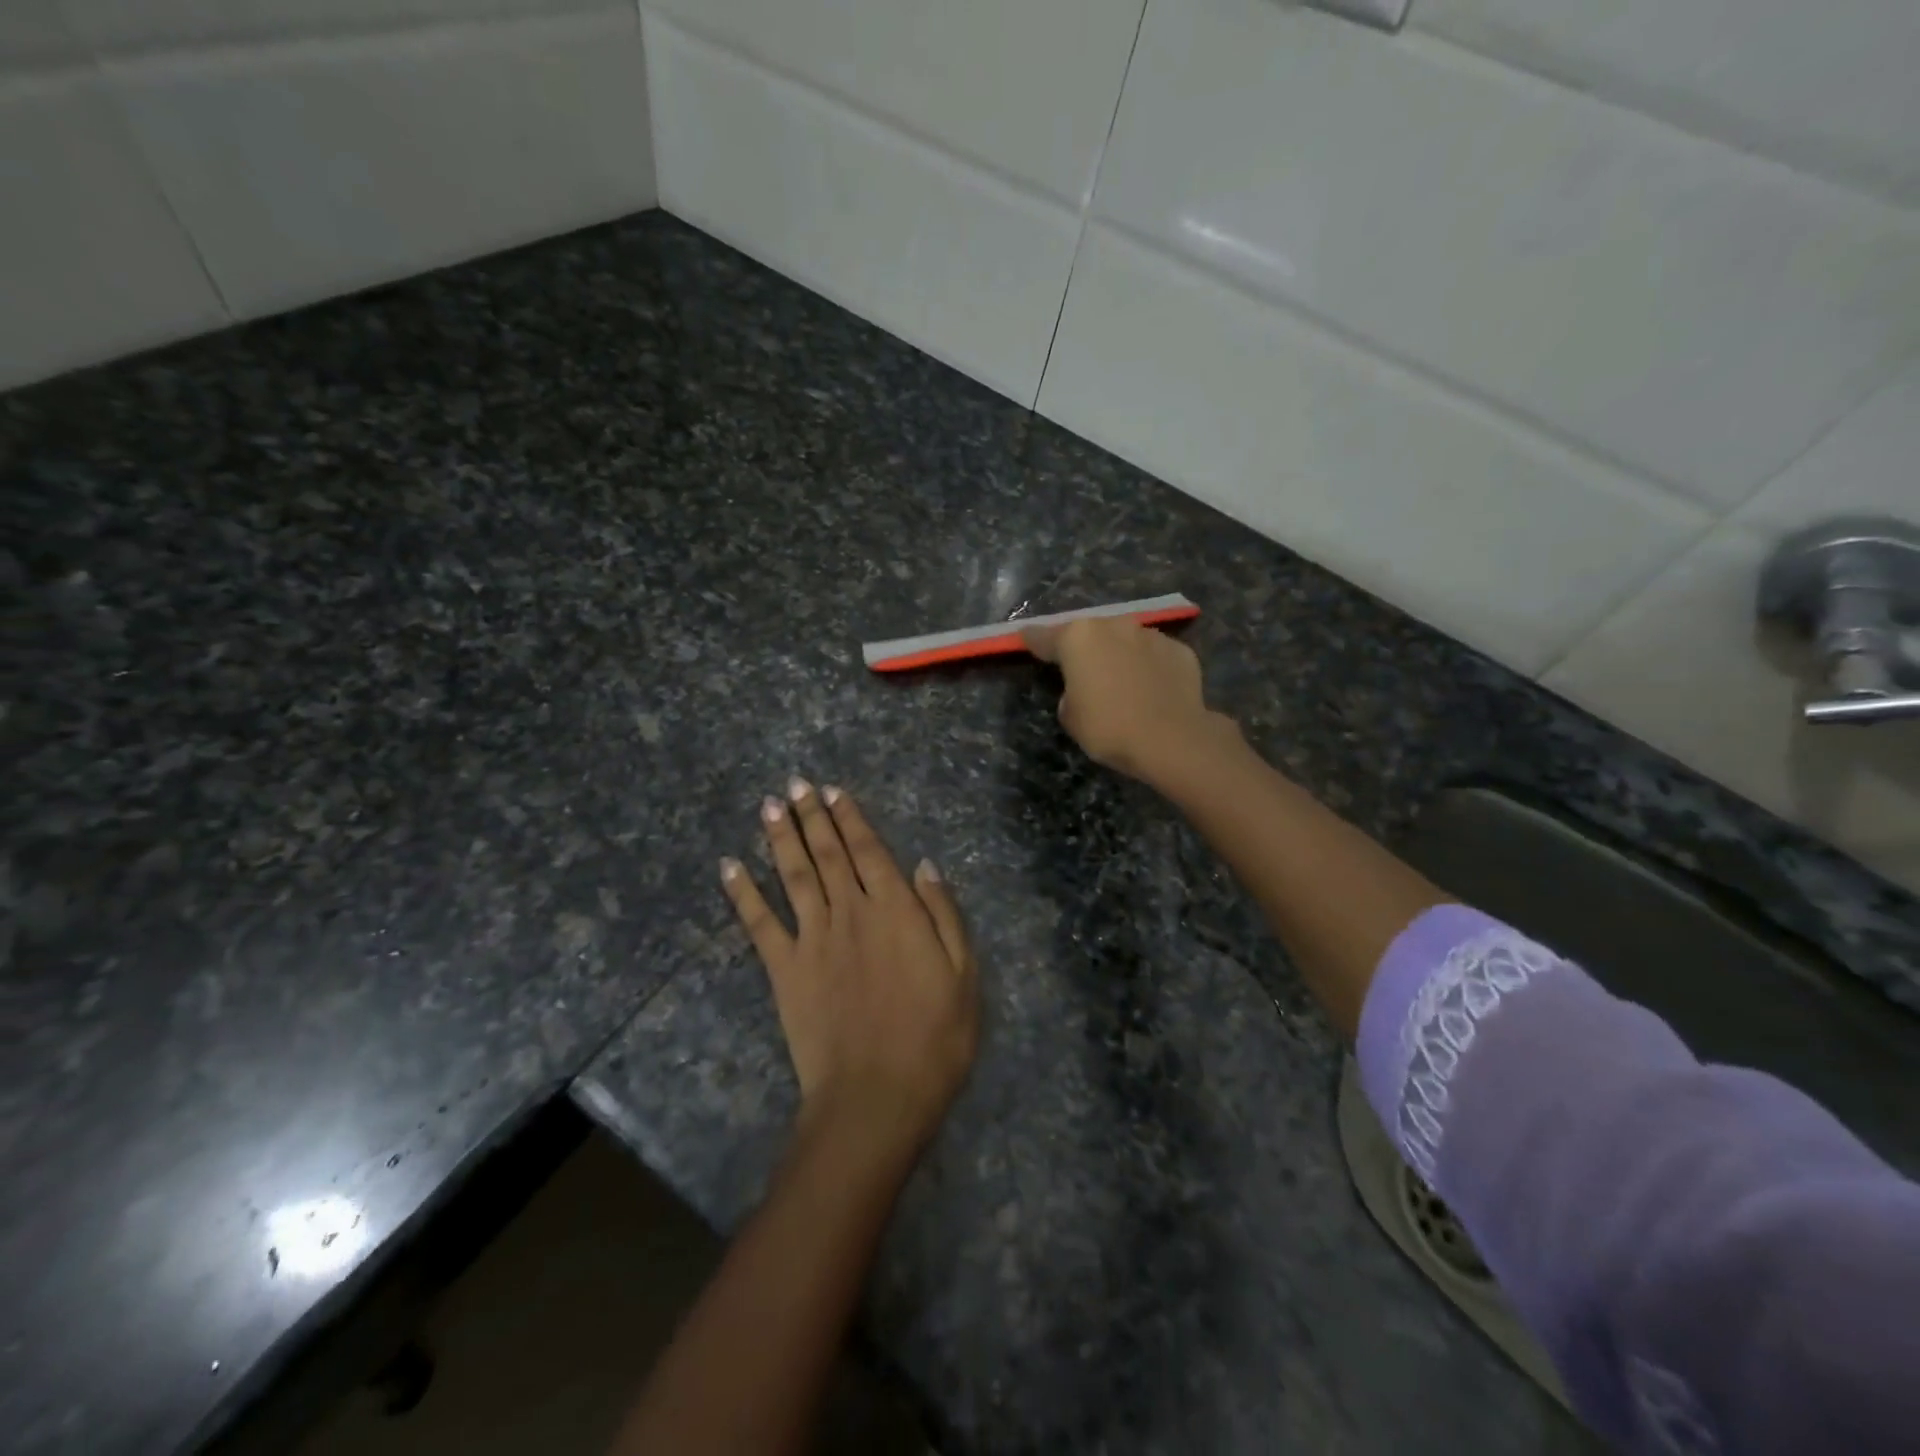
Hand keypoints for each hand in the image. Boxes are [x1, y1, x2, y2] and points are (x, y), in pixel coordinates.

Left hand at [721, 779, 978, 1166]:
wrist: (877, 1097)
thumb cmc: (934, 1038)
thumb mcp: (964, 974)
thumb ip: (943, 914)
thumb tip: (924, 866)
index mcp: (895, 910)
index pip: (869, 851)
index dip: (851, 819)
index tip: (835, 791)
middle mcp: (850, 911)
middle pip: (828, 853)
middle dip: (812, 815)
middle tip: (796, 784)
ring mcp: (813, 938)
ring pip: (794, 875)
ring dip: (780, 837)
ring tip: (770, 806)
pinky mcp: (784, 969)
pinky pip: (759, 923)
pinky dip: (743, 893)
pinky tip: (730, 867)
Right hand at [1023, 617, 1232, 786]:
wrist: (1172, 740)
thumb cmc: (1109, 729)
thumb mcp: (1071, 718)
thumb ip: (1070, 694)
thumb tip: (1084, 689)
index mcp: (1078, 639)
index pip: (1045, 637)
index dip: (1033, 640)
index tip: (1025, 638)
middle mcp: (1113, 626)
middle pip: (1090, 634)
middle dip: (1085, 650)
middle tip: (1084, 673)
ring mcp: (1150, 635)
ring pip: (1125, 641)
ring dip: (1119, 656)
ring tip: (1122, 684)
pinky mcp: (1179, 650)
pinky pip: (1154, 656)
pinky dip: (1149, 668)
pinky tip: (1152, 691)